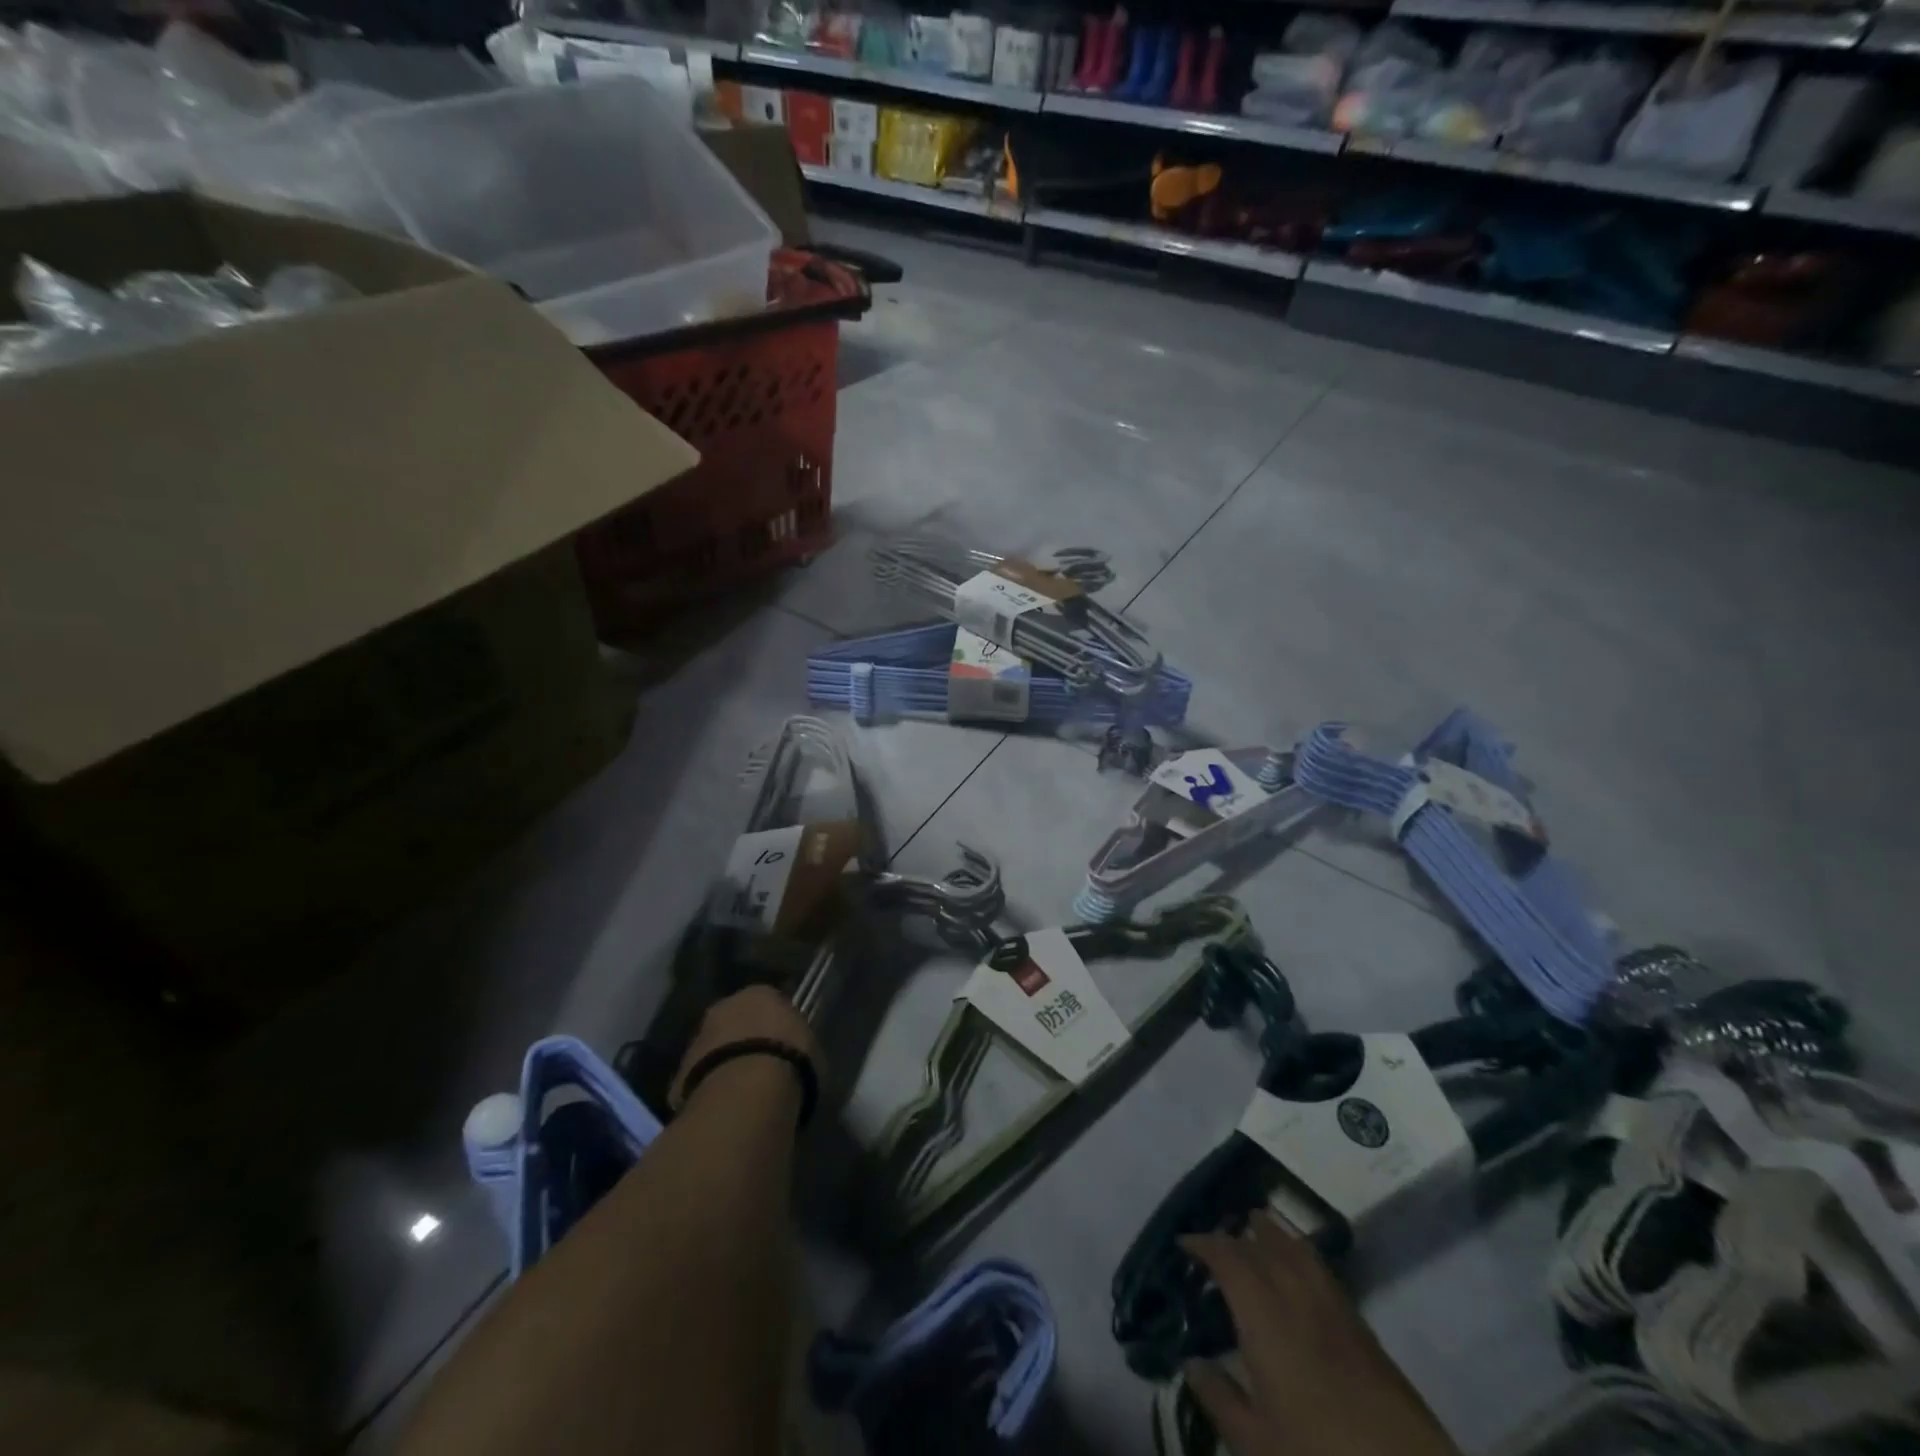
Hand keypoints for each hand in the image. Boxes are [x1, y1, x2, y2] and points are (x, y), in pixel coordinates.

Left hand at [670, 985, 822, 1111]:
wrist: (745, 1094)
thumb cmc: (790, 1061)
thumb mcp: (812, 1050)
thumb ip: (799, 1044)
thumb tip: (794, 1053)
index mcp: (761, 993)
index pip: (770, 1002)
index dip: (777, 1026)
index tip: (785, 1046)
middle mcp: (725, 1006)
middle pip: (737, 1021)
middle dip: (745, 1040)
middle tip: (761, 1067)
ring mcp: (698, 1038)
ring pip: (715, 1049)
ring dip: (725, 1063)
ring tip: (743, 1092)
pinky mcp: (679, 1073)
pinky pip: (700, 1078)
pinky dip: (710, 1088)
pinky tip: (725, 1108)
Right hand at [1179, 1213, 1459, 1455]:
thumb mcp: (1257, 1445)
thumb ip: (1220, 1399)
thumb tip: (1191, 1362)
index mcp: (1264, 1315)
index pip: (1228, 1258)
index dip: (1203, 1244)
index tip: (1183, 1243)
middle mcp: (1297, 1296)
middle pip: (1264, 1245)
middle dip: (1237, 1233)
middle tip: (1217, 1235)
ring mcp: (1336, 1309)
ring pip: (1298, 1250)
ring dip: (1274, 1233)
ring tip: (1258, 1225)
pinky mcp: (1364, 1330)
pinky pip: (1322, 1270)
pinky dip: (1302, 1254)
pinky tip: (1300, 1269)